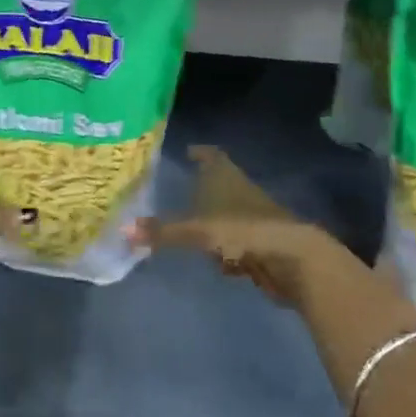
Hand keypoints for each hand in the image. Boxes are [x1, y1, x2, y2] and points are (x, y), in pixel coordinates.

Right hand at [133, 145, 367, 309]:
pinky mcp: (261, 244)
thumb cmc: (243, 229)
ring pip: (226, 216)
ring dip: (212, 224)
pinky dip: (227, 251)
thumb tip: (123, 230)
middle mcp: (239, 190)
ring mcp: (253, 217)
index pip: (210, 155)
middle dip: (200, 191)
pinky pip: (237, 243)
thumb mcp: (198, 230)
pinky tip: (221, 265)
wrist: (292, 258)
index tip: (187, 151)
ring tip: (192, 232)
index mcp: (225, 175)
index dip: (199, 153)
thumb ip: (163, 232)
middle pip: (218, 185)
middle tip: (176, 196)